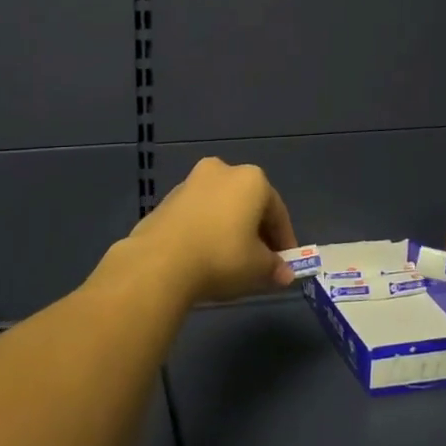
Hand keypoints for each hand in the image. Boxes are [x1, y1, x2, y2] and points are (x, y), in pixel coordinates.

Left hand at [118, 157, 298, 305]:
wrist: (160, 262)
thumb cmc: (221, 256)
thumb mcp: (257, 267)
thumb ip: (274, 267)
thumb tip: (284, 273)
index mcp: (252, 179)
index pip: (277, 212)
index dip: (284, 240)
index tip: (285, 264)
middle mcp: (222, 171)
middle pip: (248, 205)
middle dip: (257, 233)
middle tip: (261, 262)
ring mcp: (191, 182)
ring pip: (221, 208)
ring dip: (230, 229)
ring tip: (232, 261)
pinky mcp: (167, 200)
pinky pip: (198, 215)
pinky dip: (207, 230)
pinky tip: (206, 255)